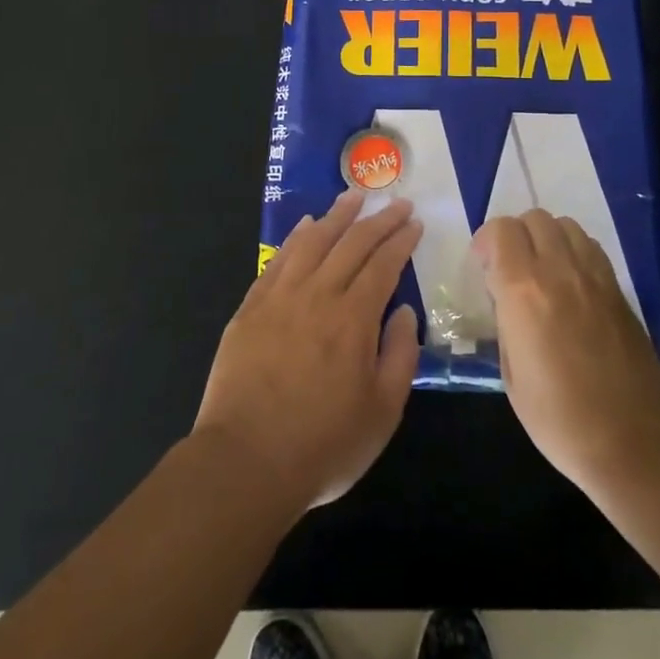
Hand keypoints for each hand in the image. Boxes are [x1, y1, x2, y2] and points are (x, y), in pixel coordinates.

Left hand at [196, 191, 422, 511]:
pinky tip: (305, 225)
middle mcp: (318, 296)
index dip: (401, 240)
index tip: (414, 222)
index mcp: (354, 319)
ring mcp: (279, 298)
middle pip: (351, 244)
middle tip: (396, 202)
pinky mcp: (250, 308)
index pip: (383, 264)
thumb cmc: (324, 445)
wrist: (245, 462)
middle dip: (378, 219)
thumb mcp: (383, 412)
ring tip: (353, 196)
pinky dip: (295, 237)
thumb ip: (400, 355)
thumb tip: (405, 312)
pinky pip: (278, 260)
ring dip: (336, 215)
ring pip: (312, 241)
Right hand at [475, 210, 659, 491]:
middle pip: (534, 217)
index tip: (483, 267)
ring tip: (541, 271)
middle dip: (515, 235)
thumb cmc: (559, 417)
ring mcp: (594, 276)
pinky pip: (590, 247)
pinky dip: (573, 251)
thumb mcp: (511, 375)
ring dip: (546, 238)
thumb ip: (506, 324)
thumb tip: (506, 302)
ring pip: (565, 225)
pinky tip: (569, 283)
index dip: (486, 241)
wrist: (633, 438)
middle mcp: (559, 271)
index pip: (501, 231)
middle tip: (509, 267)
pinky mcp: (618, 289)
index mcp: (523, 291)